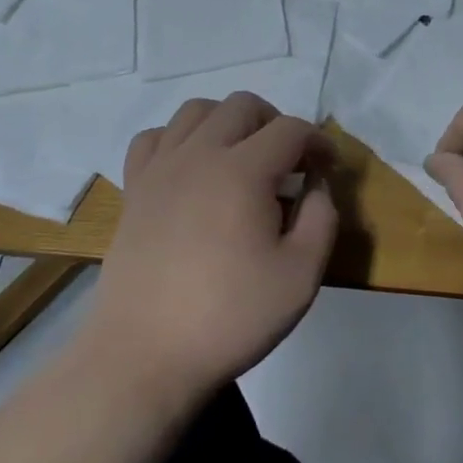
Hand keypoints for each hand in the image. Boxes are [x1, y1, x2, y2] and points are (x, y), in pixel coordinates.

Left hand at [85, 92, 337, 399]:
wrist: (143, 357)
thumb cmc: (229, 317)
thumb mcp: (301, 276)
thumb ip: (321, 218)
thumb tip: (316, 185)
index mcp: (242, 171)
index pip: (290, 129)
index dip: (318, 141)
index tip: (328, 168)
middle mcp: (199, 154)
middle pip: (243, 105)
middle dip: (276, 123)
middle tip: (289, 163)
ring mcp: (160, 169)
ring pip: (197, 110)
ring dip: (228, 122)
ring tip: (242, 157)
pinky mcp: (134, 189)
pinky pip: (155, 138)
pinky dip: (179, 138)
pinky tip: (191, 168)